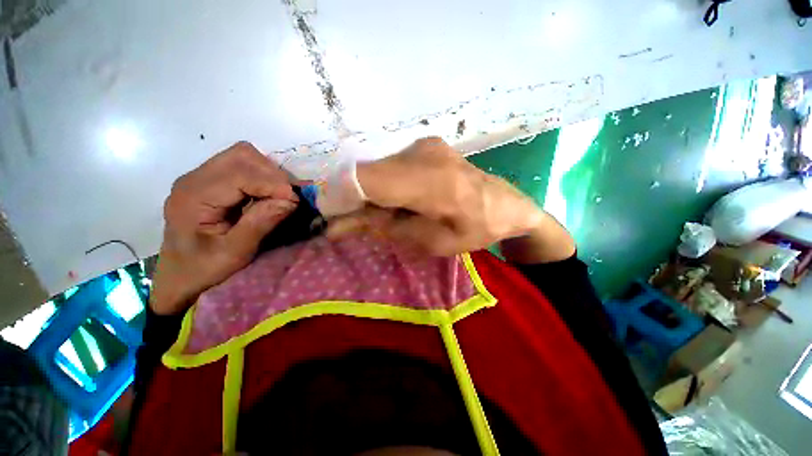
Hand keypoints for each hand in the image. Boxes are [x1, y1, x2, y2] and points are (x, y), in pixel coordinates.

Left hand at [150, 142, 297, 314]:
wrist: (179, 275)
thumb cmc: (204, 269)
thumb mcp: (235, 253)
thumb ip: (260, 223)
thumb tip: (290, 200)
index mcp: (193, 197)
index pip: (240, 174)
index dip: (273, 183)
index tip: (295, 200)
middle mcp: (193, 178)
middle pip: (241, 155)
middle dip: (272, 174)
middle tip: (288, 198)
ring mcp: (200, 177)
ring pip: (243, 156)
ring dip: (268, 173)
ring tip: (279, 196)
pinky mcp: (209, 180)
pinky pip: (241, 165)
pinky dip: (261, 176)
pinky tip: (267, 194)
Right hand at [339, 137, 547, 255]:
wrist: (506, 203)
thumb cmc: (475, 229)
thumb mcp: (431, 242)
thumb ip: (386, 228)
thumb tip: (342, 221)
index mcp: (433, 183)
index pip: (368, 180)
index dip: (340, 197)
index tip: (329, 218)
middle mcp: (423, 154)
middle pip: (368, 174)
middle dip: (352, 200)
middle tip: (349, 224)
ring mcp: (424, 145)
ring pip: (377, 170)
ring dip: (369, 194)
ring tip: (379, 216)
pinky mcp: (424, 146)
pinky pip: (390, 166)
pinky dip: (383, 185)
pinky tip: (394, 201)